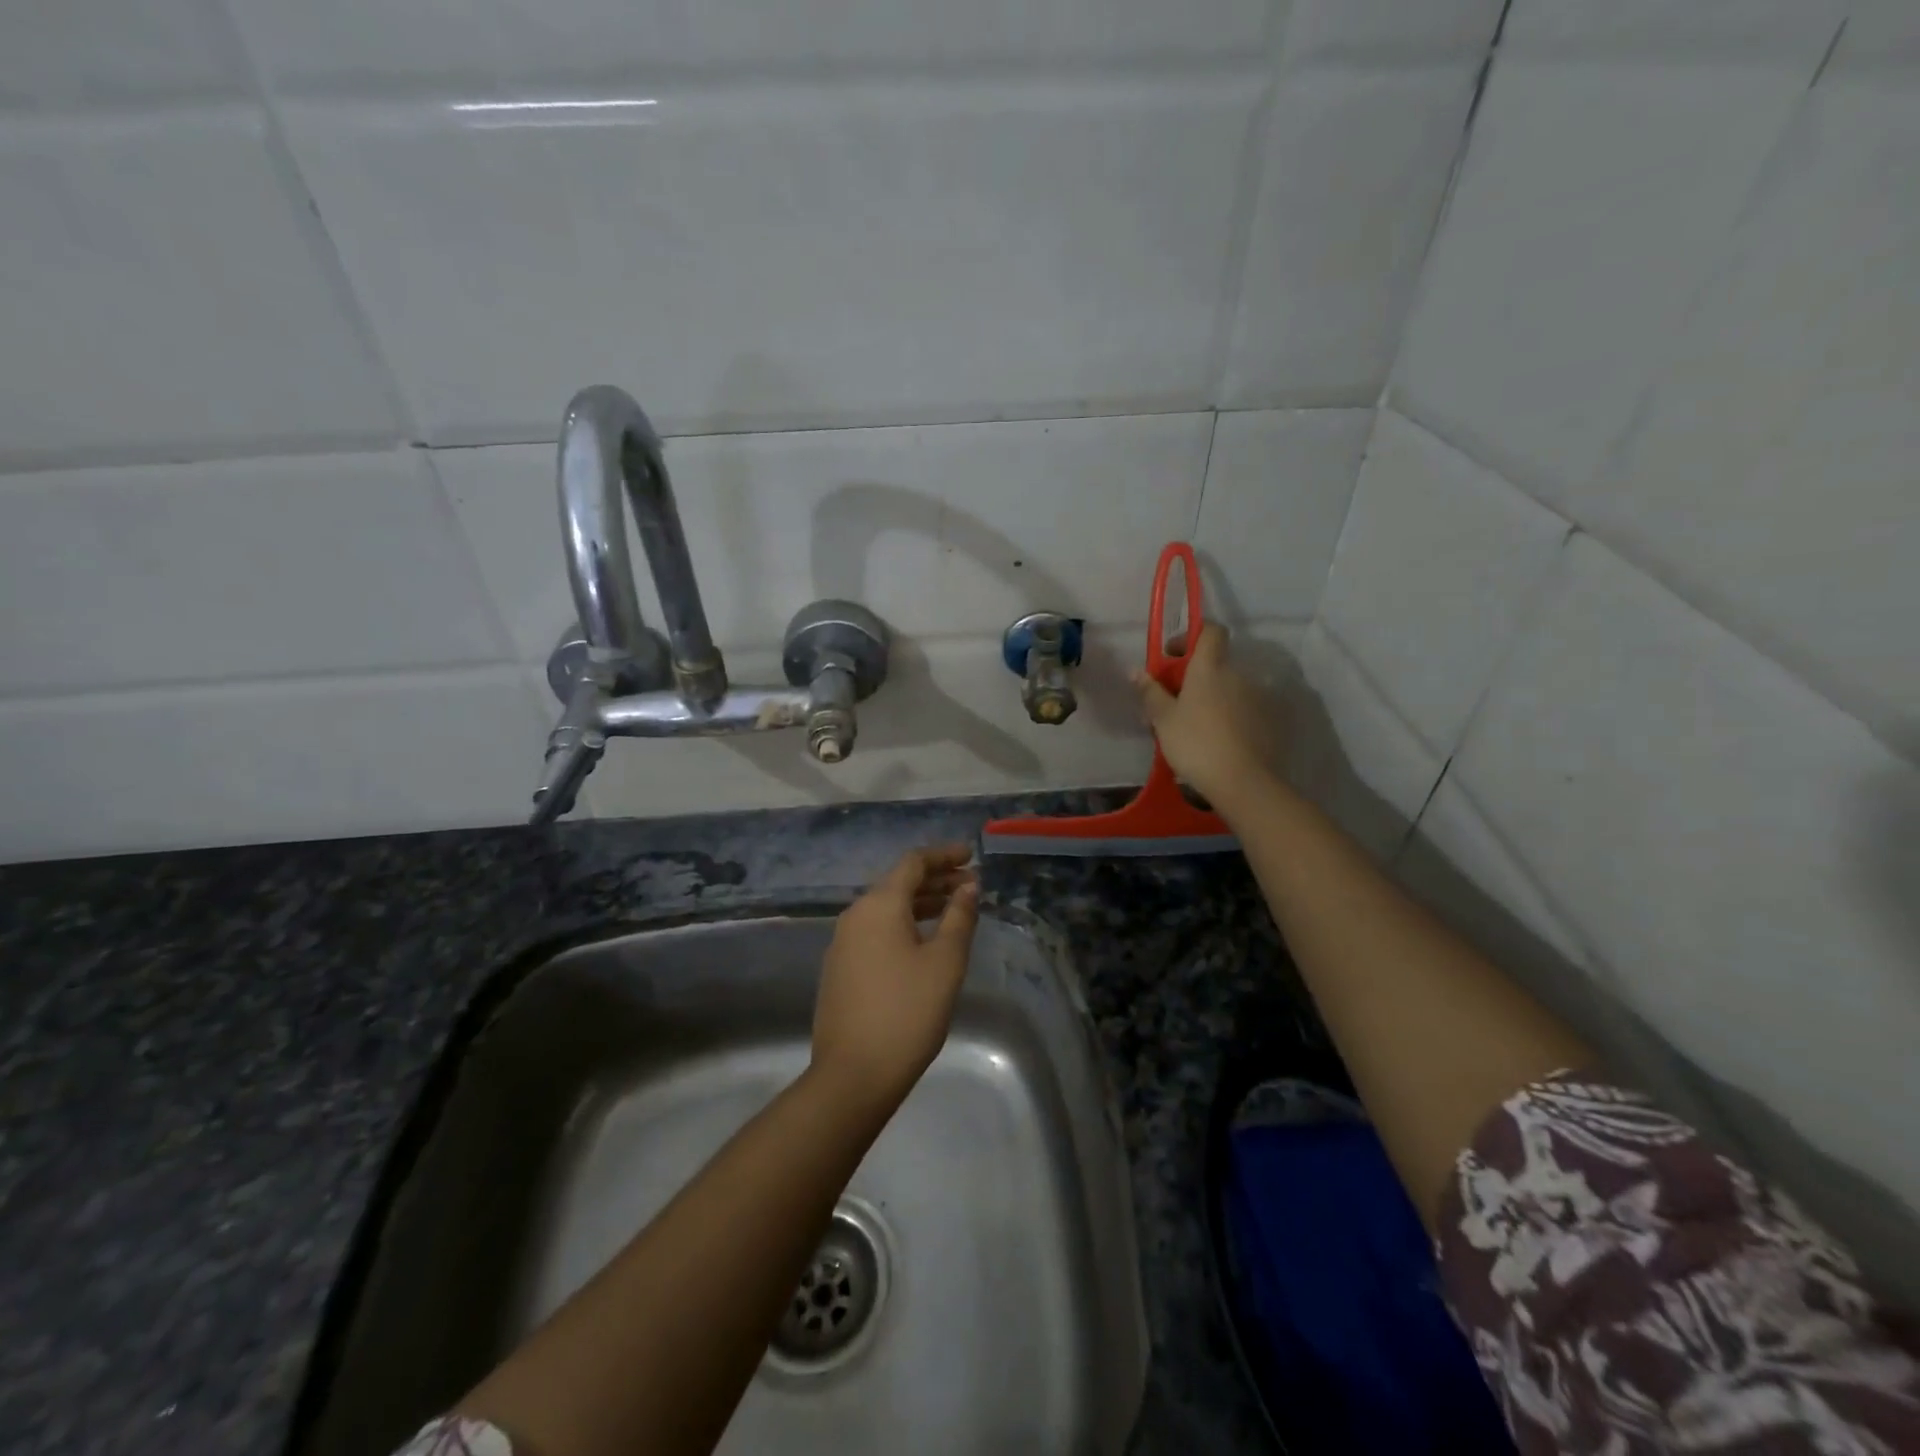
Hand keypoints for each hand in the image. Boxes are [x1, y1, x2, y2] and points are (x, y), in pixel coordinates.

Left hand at [810, 846, 979, 1112]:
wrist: (853, 1074)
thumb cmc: (907, 1012)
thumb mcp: (944, 962)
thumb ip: (959, 917)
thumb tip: (968, 886)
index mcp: (879, 905)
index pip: (913, 862)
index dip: (944, 856)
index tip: (971, 856)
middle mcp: (855, 915)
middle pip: (898, 883)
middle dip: (936, 879)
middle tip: (970, 885)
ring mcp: (843, 942)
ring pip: (886, 908)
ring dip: (921, 903)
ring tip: (953, 909)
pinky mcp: (840, 968)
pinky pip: (876, 930)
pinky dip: (904, 924)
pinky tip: (924, 941)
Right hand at [1131, 623, 1275, 808]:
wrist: (1242, 781)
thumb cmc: (1195, 743)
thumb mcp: (1162, 719)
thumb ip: (1150, 692)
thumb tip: (1136, 671)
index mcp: (1210, 668)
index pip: (1211, 631)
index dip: (1192, 636)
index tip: (1172, 655)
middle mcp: (1237, 675)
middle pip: (1214, 664)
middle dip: (1192, 677)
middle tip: (1171, 702)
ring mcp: (1255, 698)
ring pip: (1226, 689)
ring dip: (1209, 699)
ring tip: (1190, 727)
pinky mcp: (1266, 721)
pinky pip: (1240, 709)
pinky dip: (1225, 717)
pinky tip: (1213, 741)